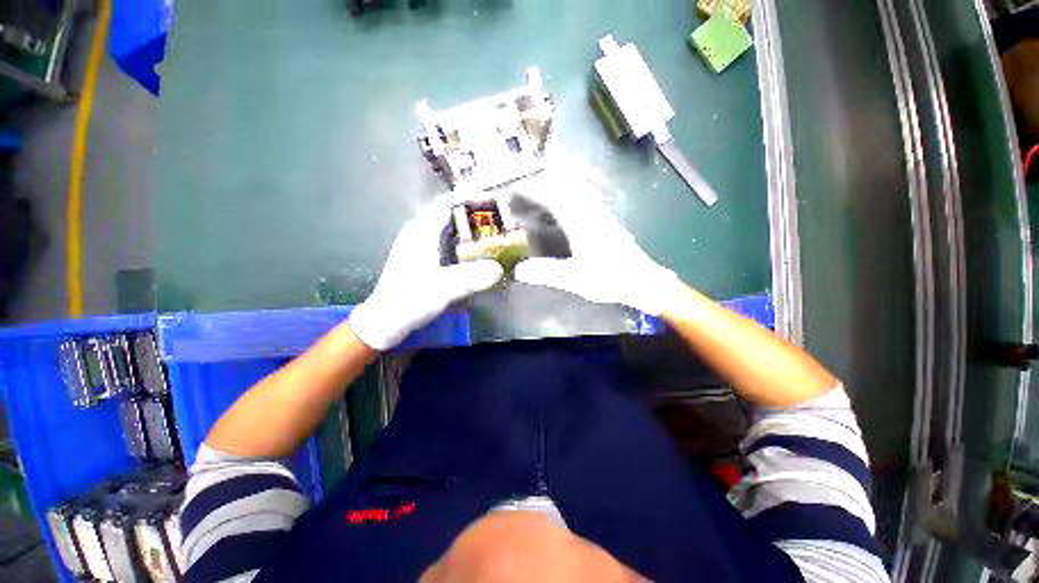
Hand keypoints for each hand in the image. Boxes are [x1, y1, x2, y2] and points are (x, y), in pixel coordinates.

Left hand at [349, 194, 503, 350]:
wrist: (387, 321)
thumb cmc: (409, 300)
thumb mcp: (441, 289)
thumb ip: (470, 278)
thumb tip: (498, 269)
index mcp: (421, 232)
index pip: (447, 203)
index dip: (470, 197)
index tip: (494, 200)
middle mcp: (420, 233)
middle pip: (450, 214)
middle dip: (475, 214)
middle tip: (499, 220)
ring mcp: (421, 246)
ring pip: (449, 229)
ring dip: (470, 229)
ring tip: (492, 234)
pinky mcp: (424, 258)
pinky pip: (448, 243)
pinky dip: (464, 243)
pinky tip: (475, 254)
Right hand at [513, 170, 684, 315]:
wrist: (643, 281)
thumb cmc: (611, 279)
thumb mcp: (575, 279)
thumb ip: (547, 272)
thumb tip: (518, 271)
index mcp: (581, 222)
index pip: (553, 196)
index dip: (533, 189)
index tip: (516, 186)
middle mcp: (591, 212)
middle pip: (564, 186)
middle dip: (543, 181)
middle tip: (523, 183)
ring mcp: (600, 215)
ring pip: (575, 191)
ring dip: (556, 186)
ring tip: (539, 189)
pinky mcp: (605, 221)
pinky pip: (582, 200)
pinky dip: (567, 196)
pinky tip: (564, 206)